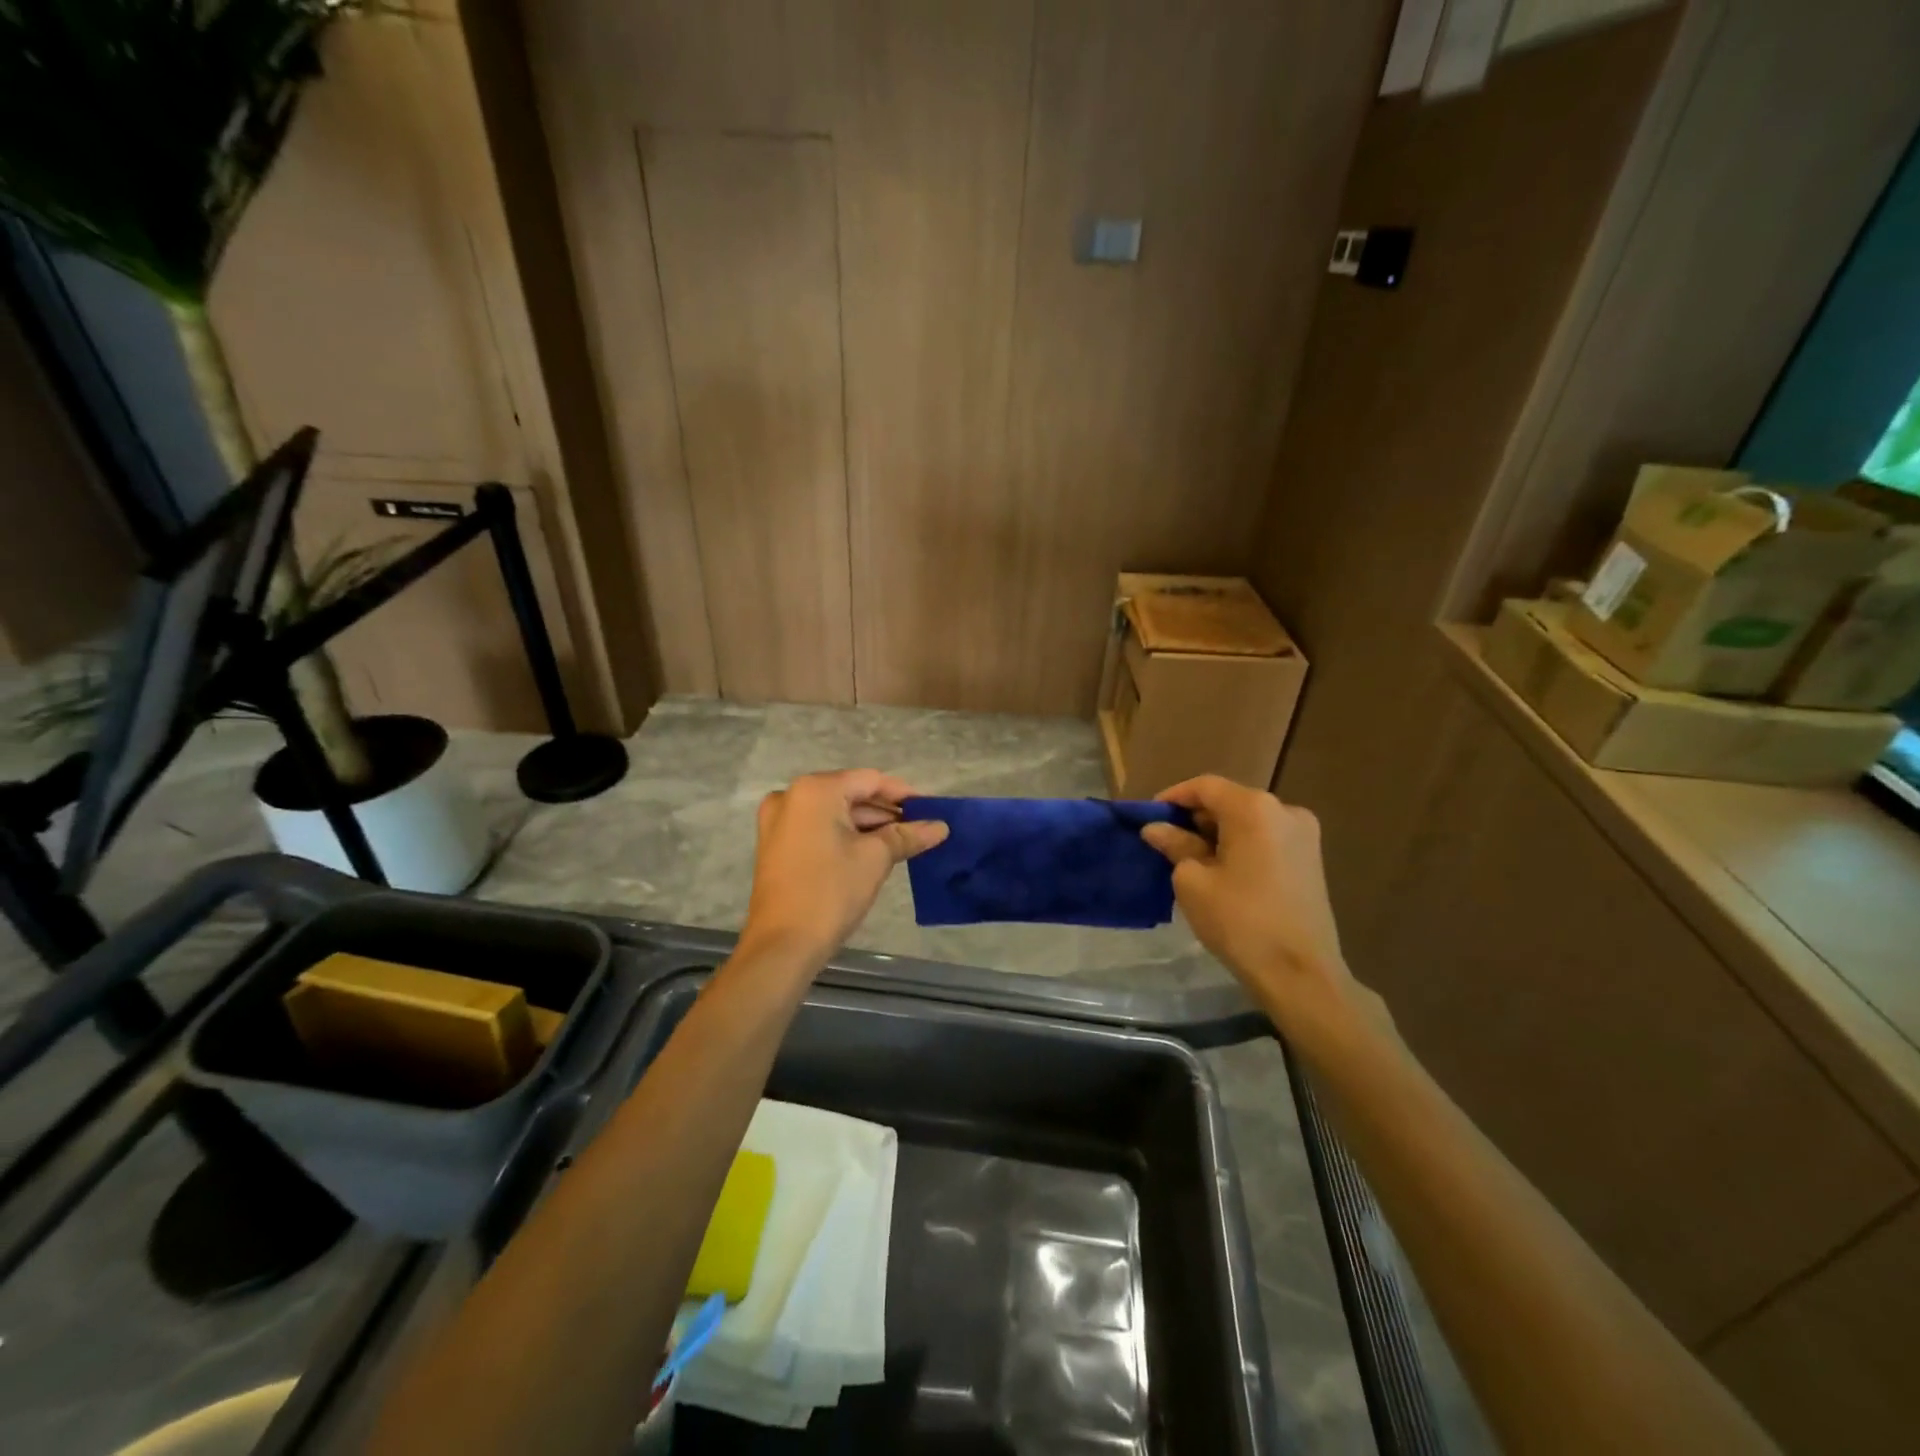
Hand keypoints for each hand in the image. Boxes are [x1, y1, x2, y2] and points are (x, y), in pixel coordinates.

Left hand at [740, 770, 947, 968]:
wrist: (782, 945)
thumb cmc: (831, 892)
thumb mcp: (875, 858)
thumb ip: (908, 835)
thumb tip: (941, 826)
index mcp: (815, 790)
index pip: (870, 780)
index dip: (903, 794)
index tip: (931, 809)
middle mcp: (791, 796)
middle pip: (850, 794)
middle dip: (886, 812)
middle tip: (920, 828)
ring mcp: (778, 821)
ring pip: (834, 812)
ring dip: (868, 825)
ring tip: (903, 842)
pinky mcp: (775, 844)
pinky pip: (818, 828)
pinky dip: (845, 835)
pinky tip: (873, 850)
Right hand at [1140, 775, 1363, 1030]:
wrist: (1301, 974)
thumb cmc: (1240, 921)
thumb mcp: (1193, 881)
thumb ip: (1175, 845)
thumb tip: (1156, 829)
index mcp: (1254, 808)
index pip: (1204, 787)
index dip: (1173, 797)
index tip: (1148, 817)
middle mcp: (1285, 810)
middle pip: (1229, 800)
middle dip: (1195, 817)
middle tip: (1165, 840)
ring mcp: (1304, 835)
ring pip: (1248, 820)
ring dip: (1217, 832)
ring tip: (1189, 857)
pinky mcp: (1311, 859)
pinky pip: (1266, 838)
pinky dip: (1240, 845)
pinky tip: (1221, 869)